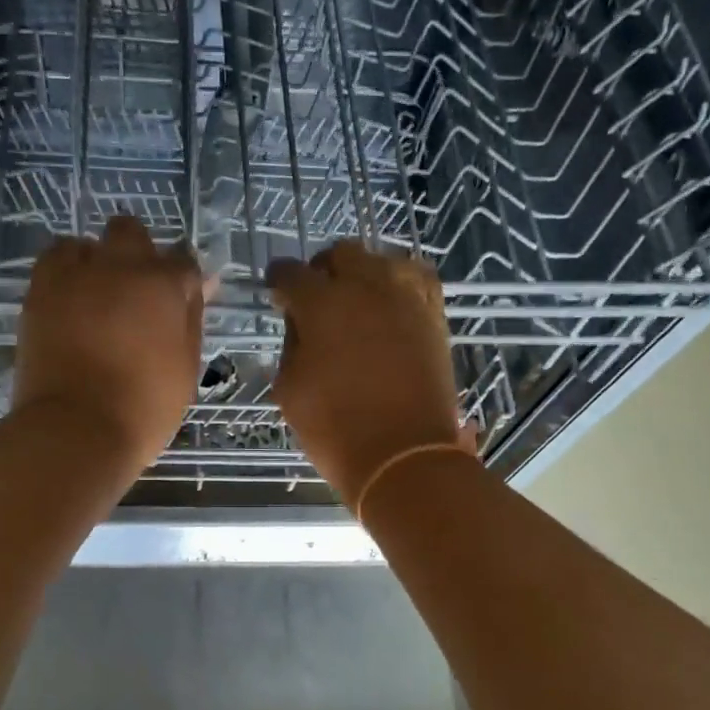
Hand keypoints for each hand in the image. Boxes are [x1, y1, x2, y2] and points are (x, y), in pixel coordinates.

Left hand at [13, 216, 204, 479]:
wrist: (75, 429)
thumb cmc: (144, 409)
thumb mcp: (185, 369)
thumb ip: (191, 321)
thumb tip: (197, 289)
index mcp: (164, 286)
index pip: (184, 262)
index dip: (184, 281)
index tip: (181, 303)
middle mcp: (121, 266)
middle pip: (132, 233)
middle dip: (138, 255)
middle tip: (136, 295)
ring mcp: (76, 275)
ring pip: (87, 244)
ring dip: (96, 262)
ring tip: (95, 297)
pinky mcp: (40, 290)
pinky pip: (53, 260)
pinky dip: (64, 272)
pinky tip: (69, 300)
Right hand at [269, 241, 470, 504]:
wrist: (403, 455)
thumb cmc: (335, 428)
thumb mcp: (290, 389)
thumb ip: (291, 346)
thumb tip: (300, 326)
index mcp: (321, 304)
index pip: (291, 273)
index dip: (279, 281)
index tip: (277, 294)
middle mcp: (365, 287)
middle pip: (340, 254)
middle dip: (322, 271)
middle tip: (315, 298)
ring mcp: (405, 297)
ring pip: (380, 260)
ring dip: (362, 273)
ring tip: (356, 300)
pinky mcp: (433, 314)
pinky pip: (417, 278)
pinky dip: (400, 282)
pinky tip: (391, 302)